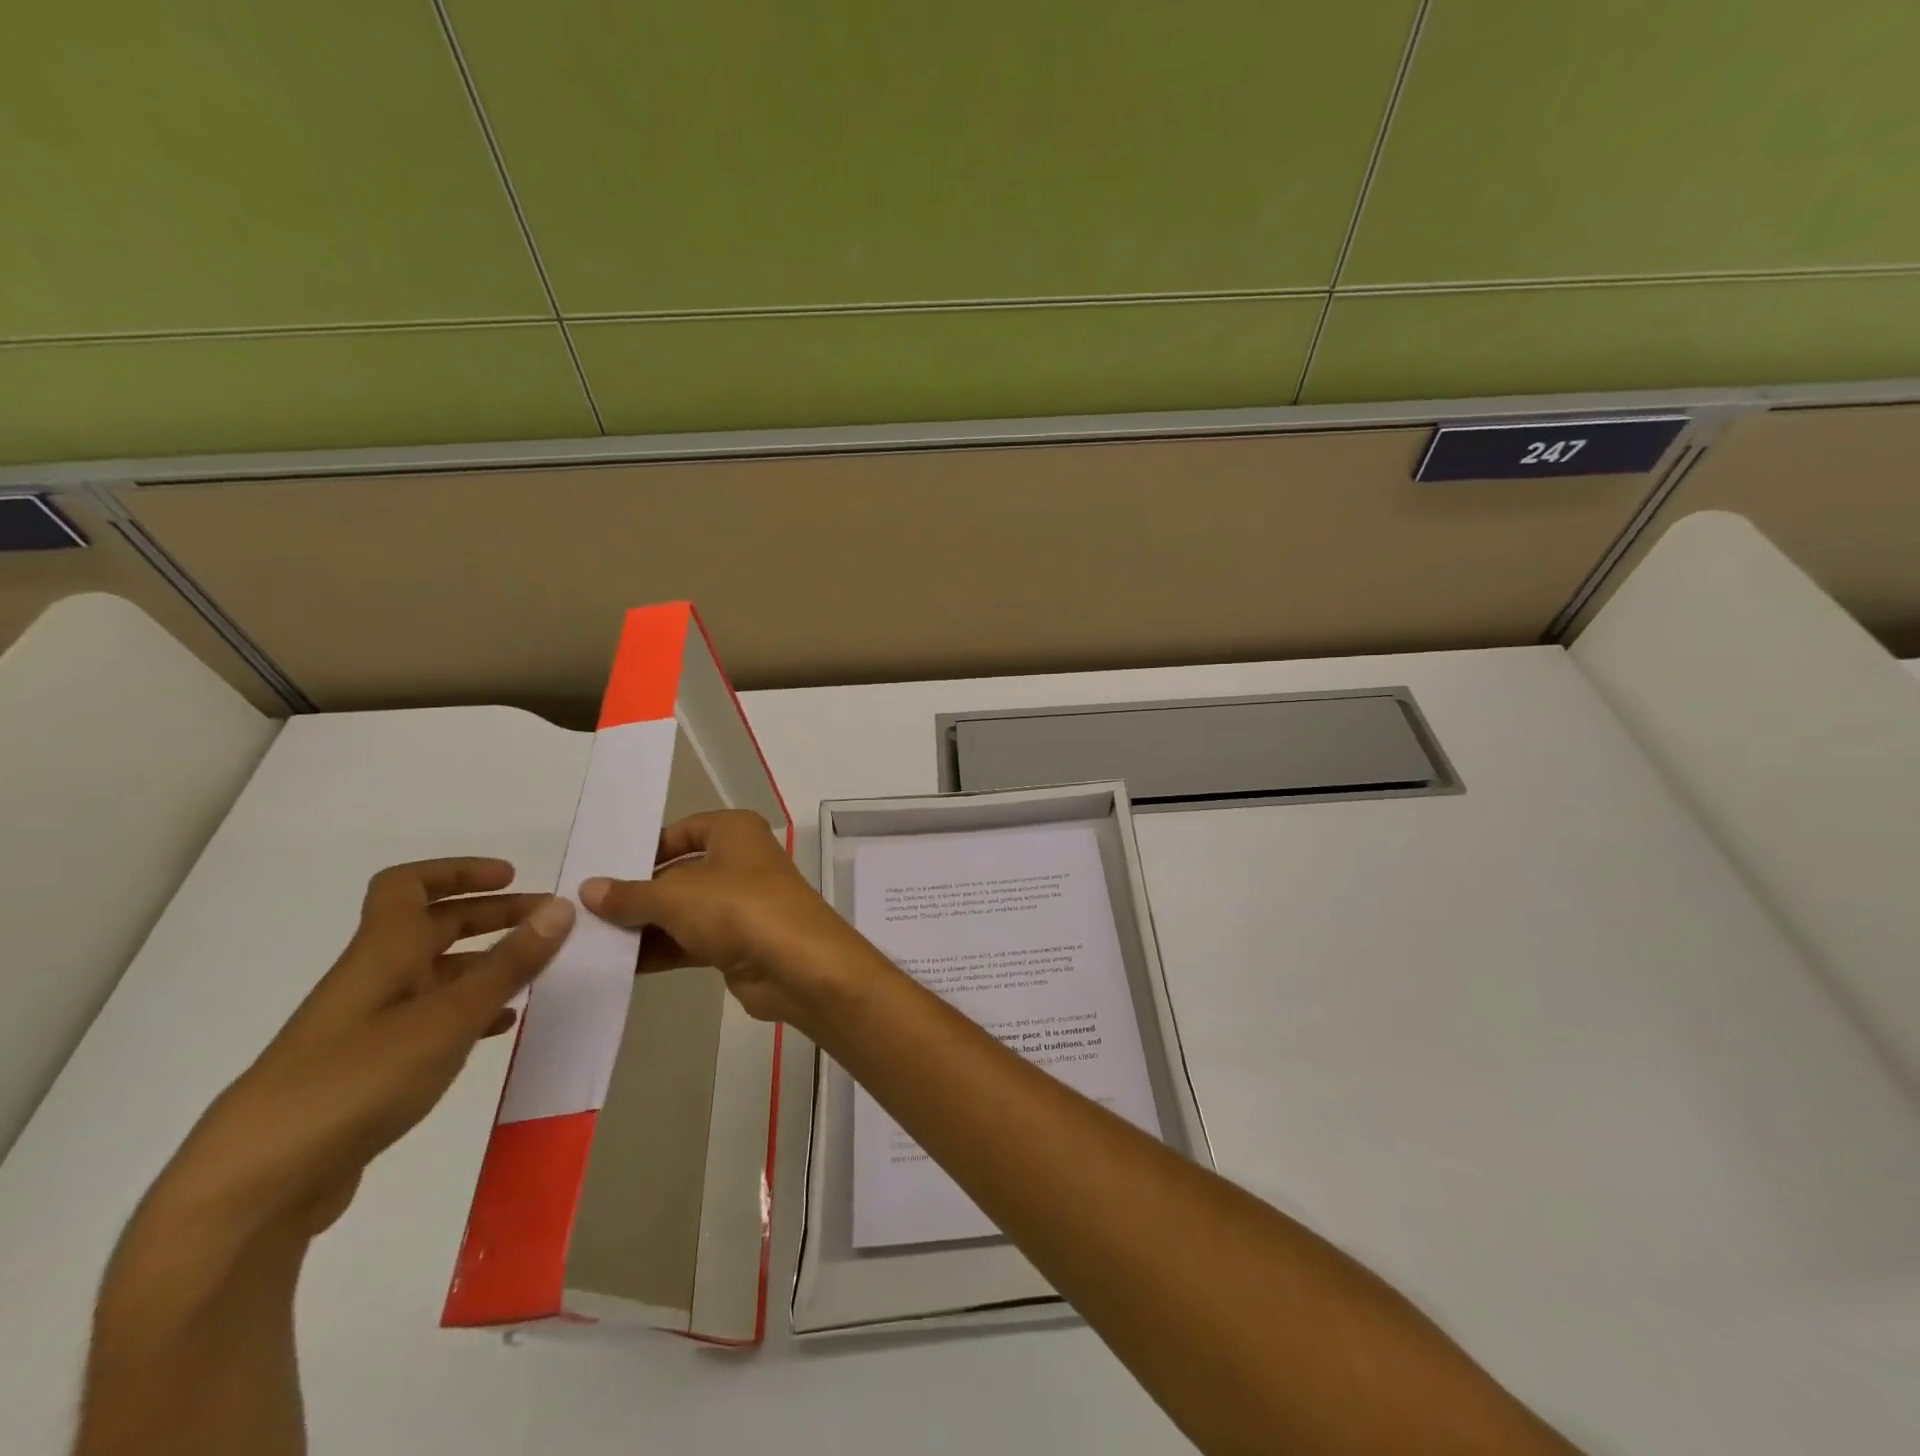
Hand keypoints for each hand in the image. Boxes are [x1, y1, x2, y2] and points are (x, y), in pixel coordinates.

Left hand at [147, 859, 572, 1246]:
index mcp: (382, 954)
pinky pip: (431, 1020)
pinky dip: (472, 1012)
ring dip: (487, 964)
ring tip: (538, 974)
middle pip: (432, 927)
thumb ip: (509, 963)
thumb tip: (563, 906)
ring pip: (435, 975)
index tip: (512, 878)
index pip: (408, 886)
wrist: (255, 1189)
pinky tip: (502, 1028)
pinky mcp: (369, 1070)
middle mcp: (373, 980)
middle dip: (491, 916)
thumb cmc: (356, 1082)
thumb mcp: (448, 1018)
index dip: (458, 871)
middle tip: (548, 923)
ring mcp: (368, 1027)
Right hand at [580, 810, 879, 1033]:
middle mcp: (740, 861)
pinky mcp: (739, 942)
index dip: (645, 849)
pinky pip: (691, 940)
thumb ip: (630, 894)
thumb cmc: (738, 908)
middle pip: (679, 872)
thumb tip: (589, 889)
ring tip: (591, 941)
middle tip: (585, 911)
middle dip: (638, 893)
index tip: (604, 871)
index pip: (682, 831)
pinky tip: (620, 965)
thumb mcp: (675, 895)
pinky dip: (661, 950)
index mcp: (734, 831)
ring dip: (645, 926)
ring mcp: (741, 903)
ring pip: (684, 910)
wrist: (798, 965)